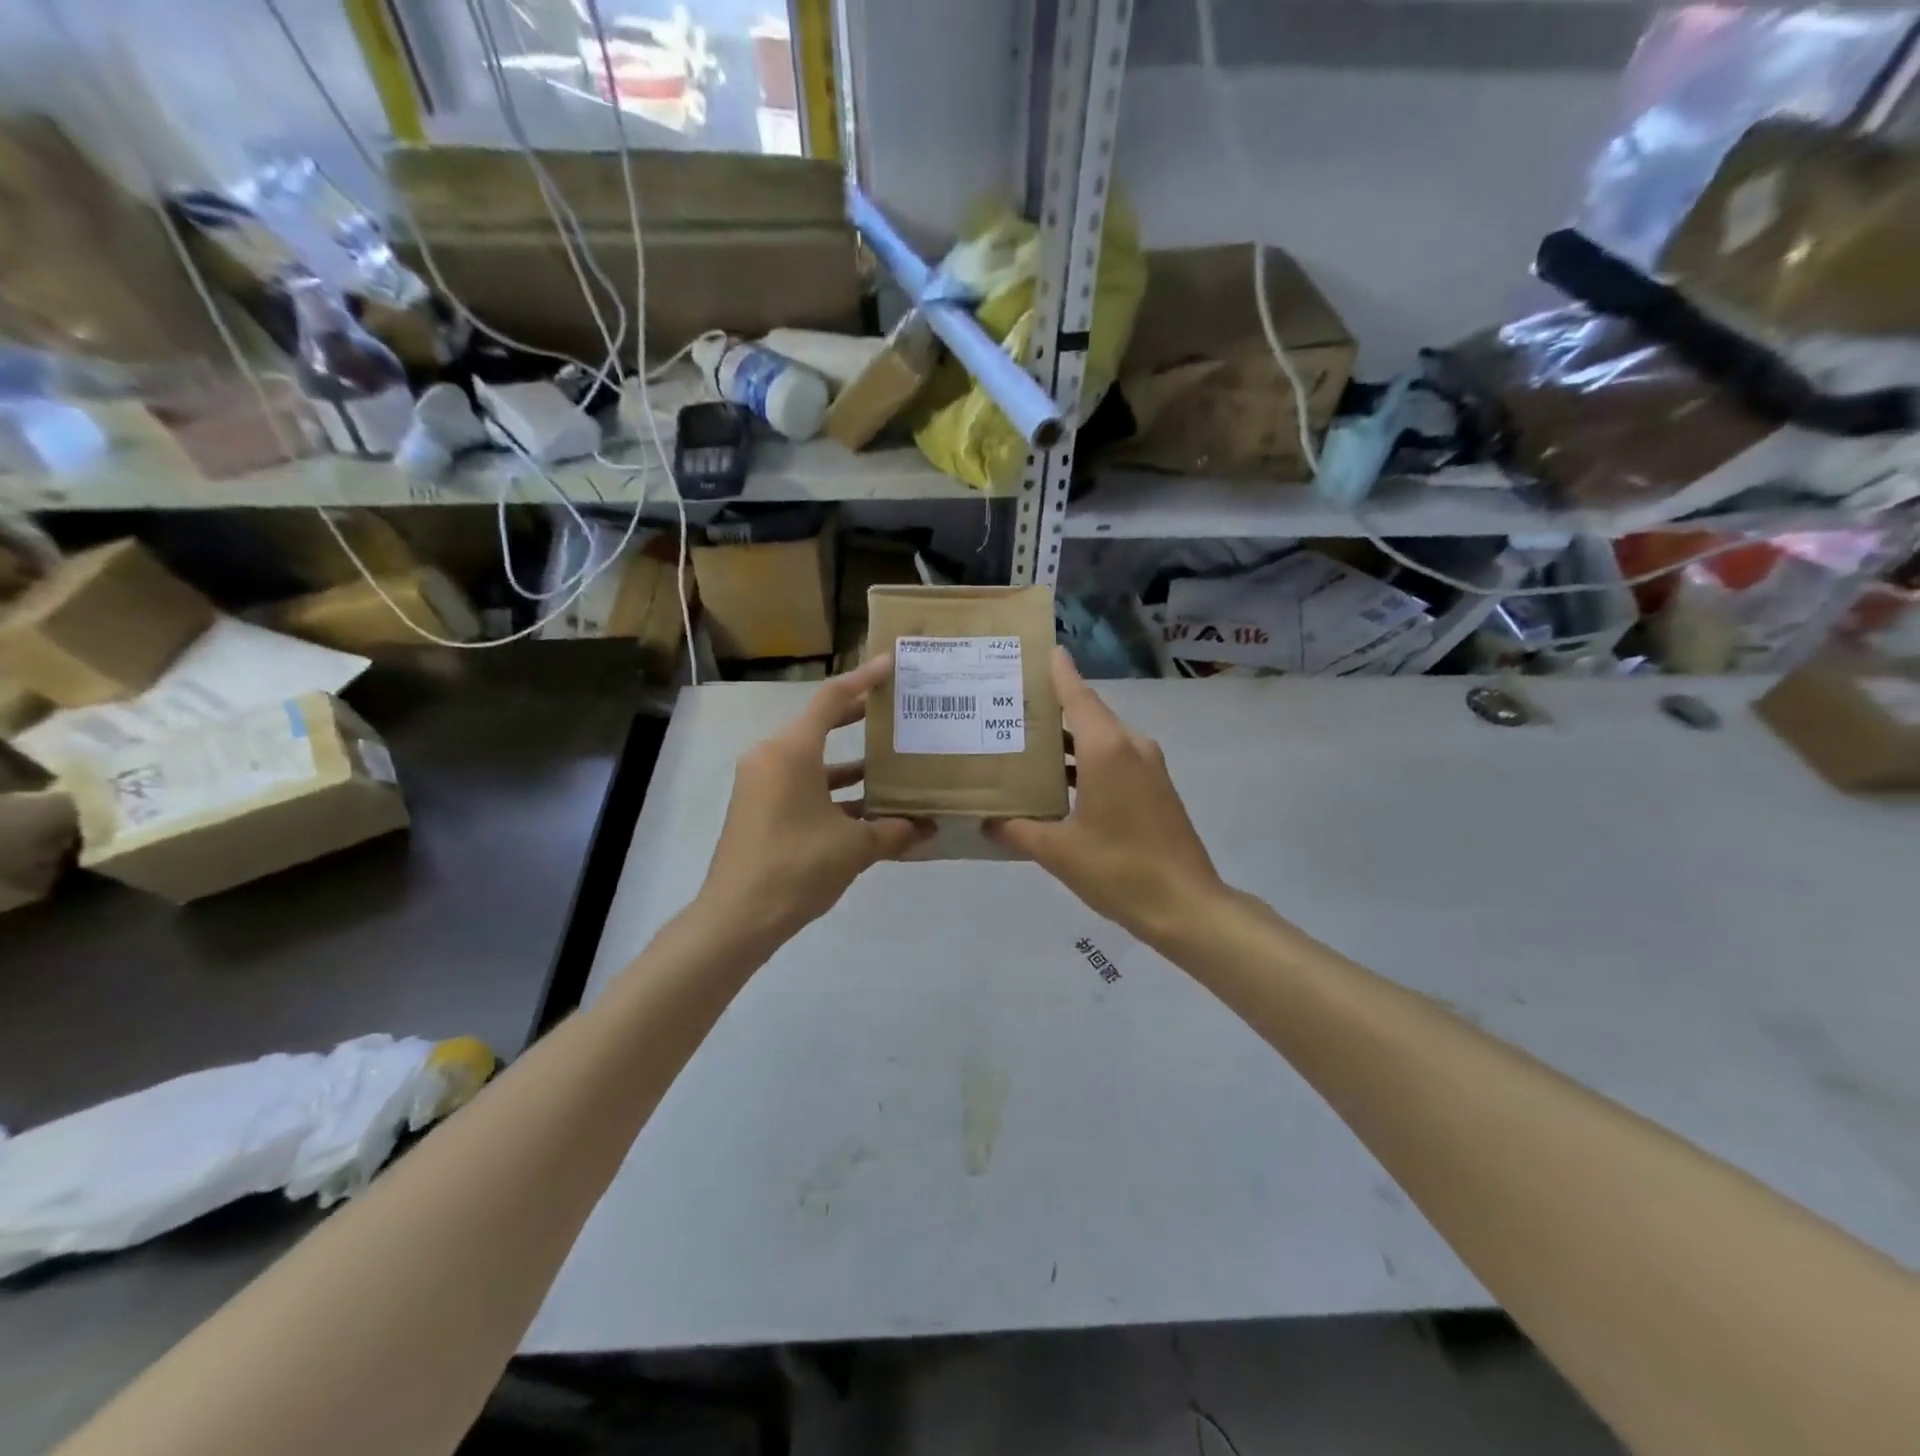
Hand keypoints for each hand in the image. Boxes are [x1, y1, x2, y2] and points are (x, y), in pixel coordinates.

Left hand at [697, 656, 931, 944]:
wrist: (736, 918)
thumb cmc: (796, 868)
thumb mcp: (854, 848)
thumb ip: (894, 831)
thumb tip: (928, 828)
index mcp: (791, 751)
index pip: (831, 700)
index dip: (864, 679)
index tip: (890, 664)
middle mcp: (772, 757)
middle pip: (820, 725)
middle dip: (858, 717)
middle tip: (895, 709)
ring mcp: (761, 783)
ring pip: (812, 759)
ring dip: (849, 762)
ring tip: (891, 762)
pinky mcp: (759, 807)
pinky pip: (802, 784)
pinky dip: (832, 789)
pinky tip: (866, 806)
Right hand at [987, 649, 1225, 946]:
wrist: (1186, 905)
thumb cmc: (1118, 869)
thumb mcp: (1057, 851)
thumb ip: (1017, 829)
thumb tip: (986, 821)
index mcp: (1106, 748)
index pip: (1076, 695)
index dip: (1058, 671)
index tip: (1040, 648)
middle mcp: (1130, 746)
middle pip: (1088, 713)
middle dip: (1053, 707)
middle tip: (1012, 703)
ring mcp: (1148, 766)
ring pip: (1102, 737)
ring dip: (1069, 738)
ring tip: (1028, 741)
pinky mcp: (1157, 787)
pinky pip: (1116, 758)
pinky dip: (1087, 760)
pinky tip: (1061, 780)